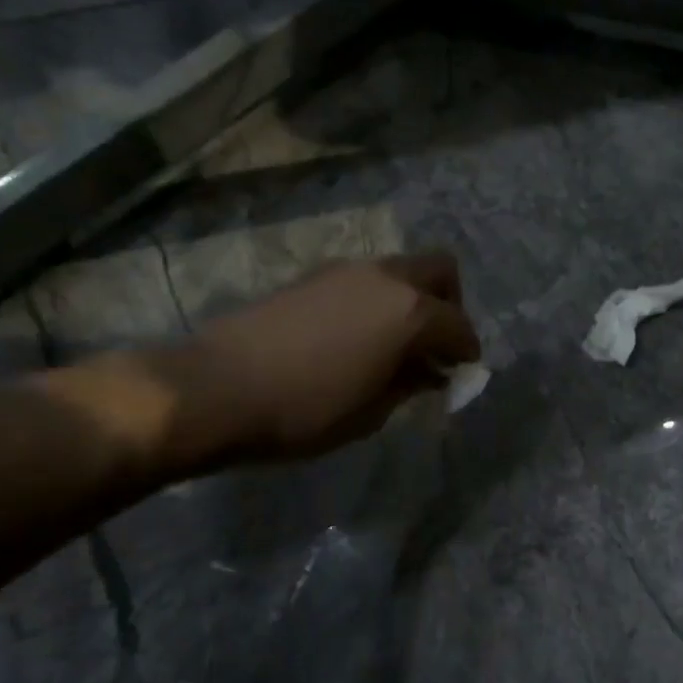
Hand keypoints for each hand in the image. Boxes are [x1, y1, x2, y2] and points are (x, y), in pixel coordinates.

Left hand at [159, 253, 480, 467]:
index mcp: (411, 313)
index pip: (459, 325)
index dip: (466, 351)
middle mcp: (387, 279)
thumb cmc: (305, 410)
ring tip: (394, 343)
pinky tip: (356, 336)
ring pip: (400, 271)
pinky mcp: (314, 276)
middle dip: (450, 304)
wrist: (215, 388)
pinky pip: (366, 279)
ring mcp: (348, 271)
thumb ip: (411, 384)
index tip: (460, 373)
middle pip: (440, 271)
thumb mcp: (372, 412)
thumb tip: (430, 371)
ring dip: (411, 299)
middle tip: (435, 343)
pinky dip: (378, 300)